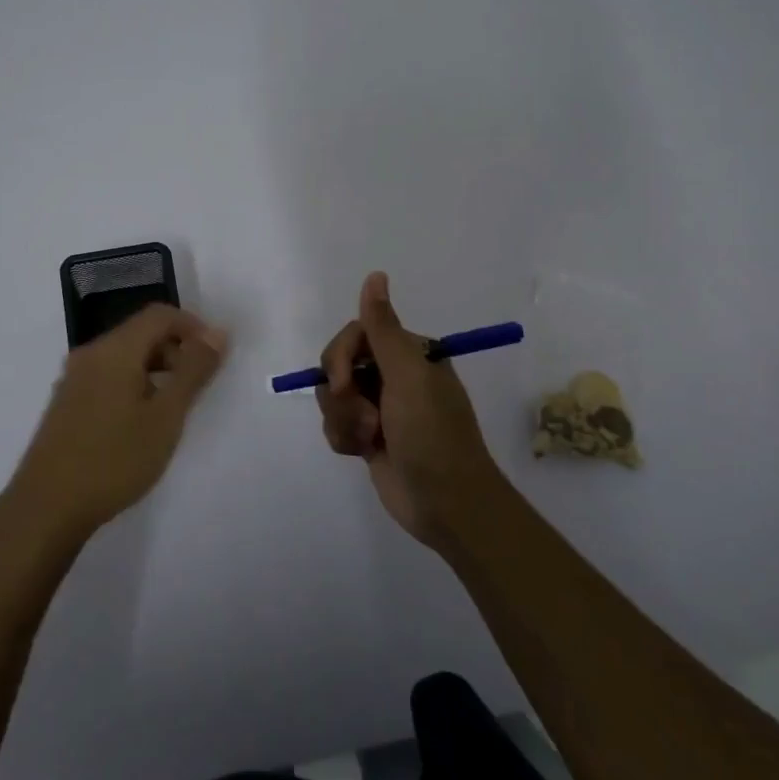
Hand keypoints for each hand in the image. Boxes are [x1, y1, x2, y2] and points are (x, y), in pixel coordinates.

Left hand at [4, 304, 228, 544]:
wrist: (46, 508)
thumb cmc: (114, 459)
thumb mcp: (166, 417)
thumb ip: (194, 371)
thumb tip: (218, 333)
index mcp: (114, 350)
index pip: (159, 314)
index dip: (193, 326)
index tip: (215, 356)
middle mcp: (90, 354)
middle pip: (140, 332)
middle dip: (175, 349)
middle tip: (198, 386)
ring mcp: (73, 379)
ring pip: (124, 356)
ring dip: (155, 368)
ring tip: (173, 408)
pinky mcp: (66, 402)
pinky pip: (108, 376)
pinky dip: (133, 384)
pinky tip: (141, 422)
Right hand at [317, 272, 508, 547]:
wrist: (445, 504)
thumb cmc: (432, 434)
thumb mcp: (408, 375)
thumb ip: (383, 327)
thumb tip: (375, 275)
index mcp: (409, 353)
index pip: (355, 334)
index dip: (341, 357)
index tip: (344, 382)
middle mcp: (393, 375)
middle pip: (338, 365)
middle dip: (344, 395)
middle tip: (367, 419)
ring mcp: (380, 407)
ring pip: (333, 397)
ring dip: (345, 421)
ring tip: (370, 441)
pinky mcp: (369, 436)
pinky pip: (335, 424)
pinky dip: (344, 439)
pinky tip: (363, 453)